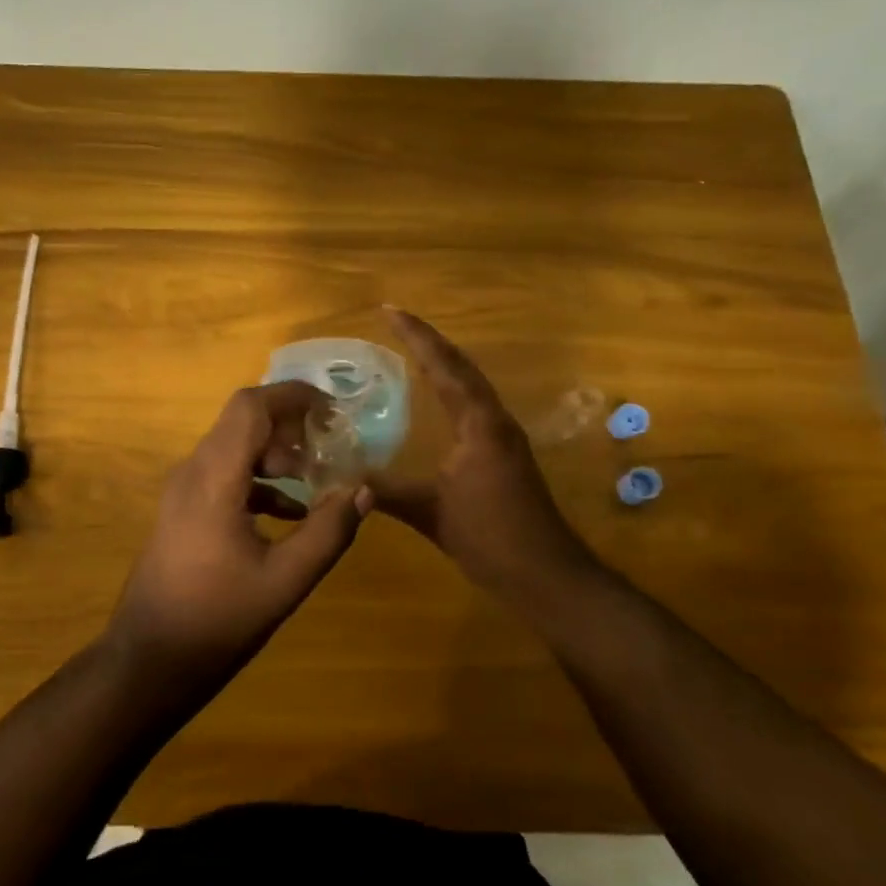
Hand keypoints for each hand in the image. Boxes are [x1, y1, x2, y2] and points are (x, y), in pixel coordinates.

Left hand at [107, 382, 372, 682]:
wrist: (148, 661)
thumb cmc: (216, 620)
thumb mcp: (284, 580)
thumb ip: (328, 532)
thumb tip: (364, 490)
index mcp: (213, 478)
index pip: (250, 407)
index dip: (292, 396)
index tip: (333, 408)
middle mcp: (192, 473)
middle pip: (242, 423)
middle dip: (290, 426)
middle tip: (331, 446)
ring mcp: (182, 492)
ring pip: (233, 449)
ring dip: (276, 455)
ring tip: (317, 479)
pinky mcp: (182, 512)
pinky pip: (224, 476)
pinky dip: (259, 481)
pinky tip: (290, 513)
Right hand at [372, 308, 595, 595]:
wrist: (546, 574)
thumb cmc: (491, 537)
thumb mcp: (431, 513)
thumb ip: (386, 492)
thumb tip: (340, 478)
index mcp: (479, 424)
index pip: (444, 367)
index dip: (416, 337)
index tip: (389, 310)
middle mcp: (494, 420)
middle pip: (461, 367)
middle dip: (428, 341)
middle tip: (396, 320)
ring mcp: (503, 436)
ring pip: (471, 385)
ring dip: (443, 362)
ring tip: (413, 348)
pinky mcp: (505, 454)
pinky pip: (474, 405)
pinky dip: (452, 388)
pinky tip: (437, 398)